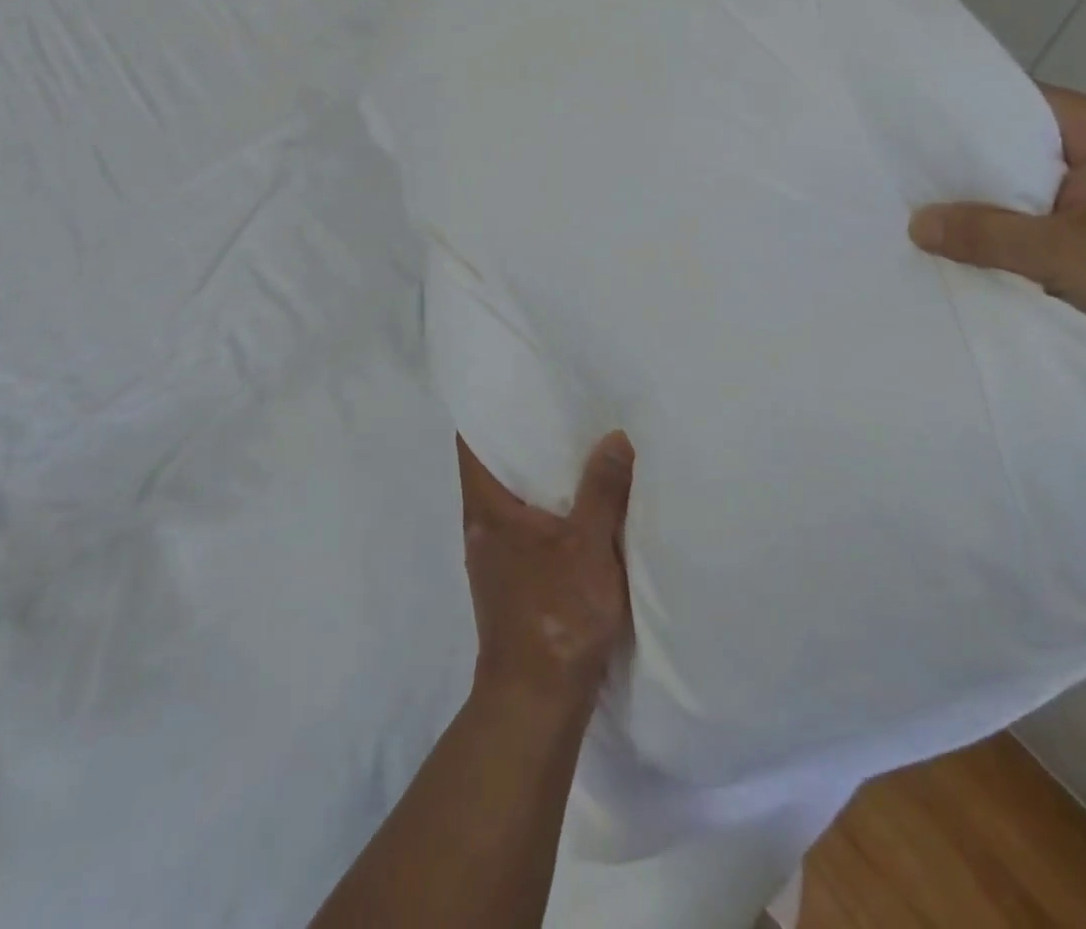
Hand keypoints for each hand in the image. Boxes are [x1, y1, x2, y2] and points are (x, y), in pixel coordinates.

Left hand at [458, 431, 634, 714]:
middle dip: (523, 437)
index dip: (488, 410)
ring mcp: (494, 555)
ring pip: (512, 497)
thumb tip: (615, 437)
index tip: (516, 384)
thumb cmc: (555, 616)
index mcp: (486, 508)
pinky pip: (526, 525)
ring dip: (538, 474)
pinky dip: (547, 506)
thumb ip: (602, 490)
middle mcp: (481, 525)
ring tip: (576, 444)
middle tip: (560, 405)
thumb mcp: (588, 546)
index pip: (470, 442)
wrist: (536, 702)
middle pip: (493, 466)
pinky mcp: (513, 579)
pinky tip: (579, 502)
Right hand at [908, 86, 1085, 416]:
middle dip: (969, 165)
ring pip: (1033, 182)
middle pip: (1022, 144)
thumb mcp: (1067, 255)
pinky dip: (1015, 224)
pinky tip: (977, 242)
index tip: (910, 137)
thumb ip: (988, 235)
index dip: (964, 117)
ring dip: (991, 200)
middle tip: (907, 180)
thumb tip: (916, 223)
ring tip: (929, 211)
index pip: (1020, 104)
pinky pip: (1048, 211)